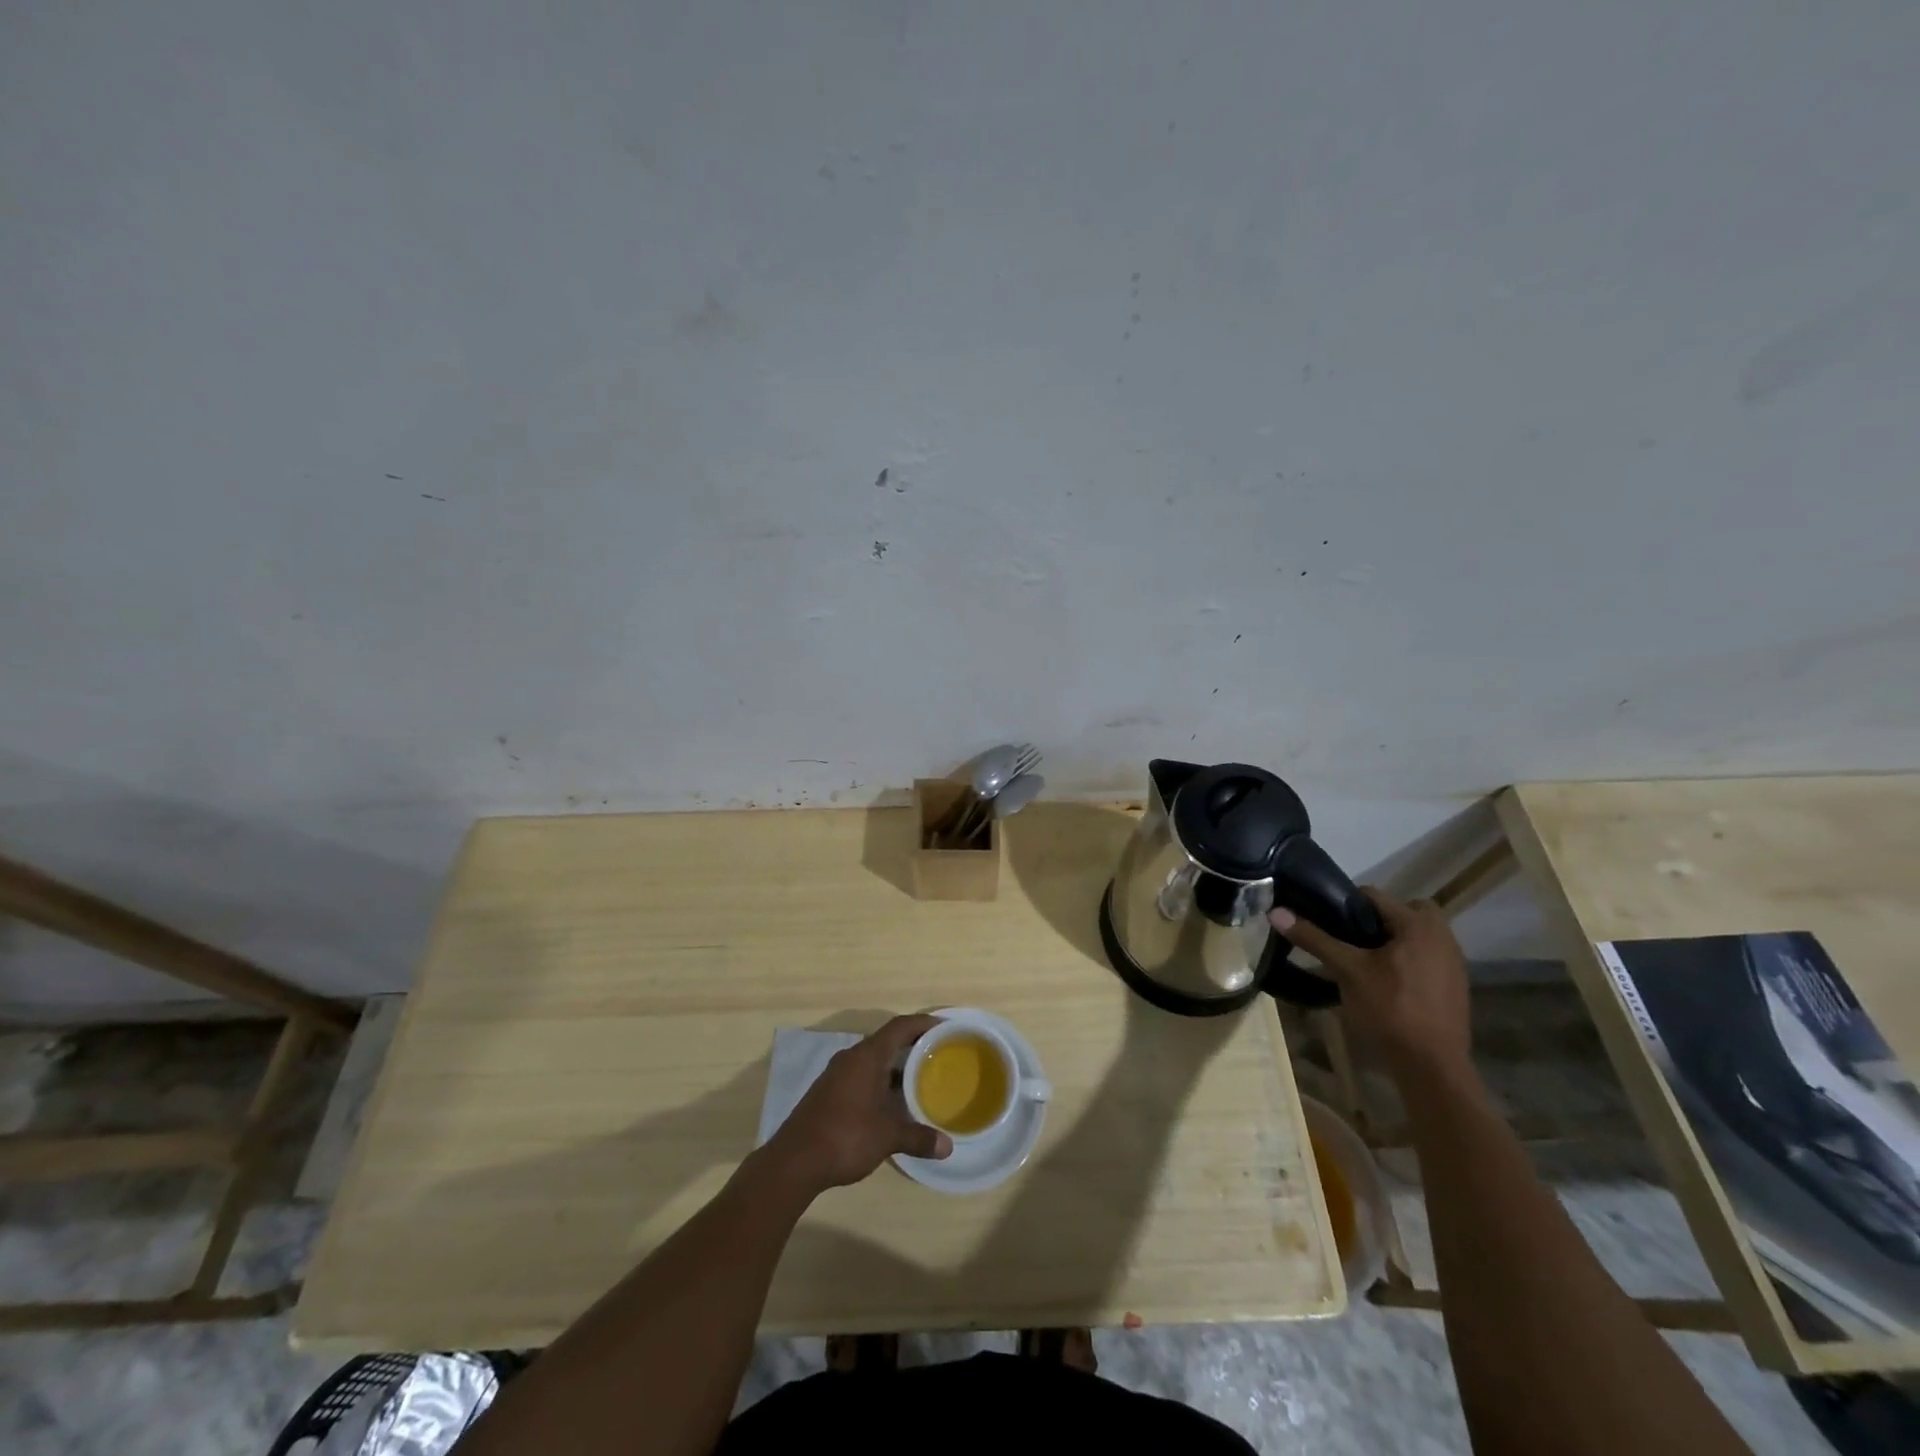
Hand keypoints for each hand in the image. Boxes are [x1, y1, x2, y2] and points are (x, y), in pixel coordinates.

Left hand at [763, 1015, 951, 1196]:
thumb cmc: (845, 1137)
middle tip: (937, 1055)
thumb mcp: (886, 1137)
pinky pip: (861, 1075)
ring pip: (872, 1060)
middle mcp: (851, 1058)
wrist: (794, 1161)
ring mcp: (836, 1075)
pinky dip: (879, 1081)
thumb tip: (948, 1146)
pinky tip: (890, 1102)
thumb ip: (918, 1137)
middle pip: (886, 1041)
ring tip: (919, 1079)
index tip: (944, 1027)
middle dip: (911, 1046)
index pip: (899, 1027)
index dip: (922, 1023)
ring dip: (894, 1066)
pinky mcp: (828, 1092)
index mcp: (867, 1057)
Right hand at [1271, 888, 1472, 1080]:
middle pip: (1404, 911)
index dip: (1346, 904)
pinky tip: (1387, 984)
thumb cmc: (1390, 1009)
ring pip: (1417, 935)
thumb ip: (1315, 939)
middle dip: (1378, 919)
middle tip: (1351, 939)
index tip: (1327, 922)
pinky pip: (1427, 957)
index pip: (1374, 895)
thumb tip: (1276, 912)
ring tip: (1364, 961)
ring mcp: (1453, 963)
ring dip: (1393, 940)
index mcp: (1418, 925)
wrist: (1432, 1066)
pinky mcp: (1455, 986)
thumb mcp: (1347, 971)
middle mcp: (1442, 936)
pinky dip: (1407, 960)